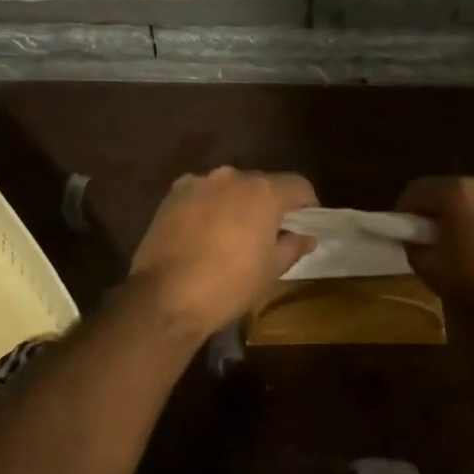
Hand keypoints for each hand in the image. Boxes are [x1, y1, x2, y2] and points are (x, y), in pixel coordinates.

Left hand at [128, 168, 317, 340]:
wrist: (166, 297)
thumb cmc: (230, 285)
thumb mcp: (271, 270)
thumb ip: (293, 246)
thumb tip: (307, 237)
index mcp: (263, 192)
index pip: (298, 185)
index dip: (307, 204)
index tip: (305, 223)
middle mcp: (232, 176)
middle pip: (261, 184)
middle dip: (268, 204)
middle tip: (268, 233)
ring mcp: (199, 182)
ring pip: (229, 187)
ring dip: (236, 203)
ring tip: (231, 233)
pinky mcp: (172, 194)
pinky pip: (201, 194)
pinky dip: (208, 206)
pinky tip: (203, 233)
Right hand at [397, 177, 473, 332]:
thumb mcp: (433, 272)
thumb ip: (414, 249)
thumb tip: (416, 239)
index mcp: (459, 192)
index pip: (416, 189)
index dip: (404, 212)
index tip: (406, 236)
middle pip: (451, 193)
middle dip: (440, 216)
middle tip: (438, 248)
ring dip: (471, 221)